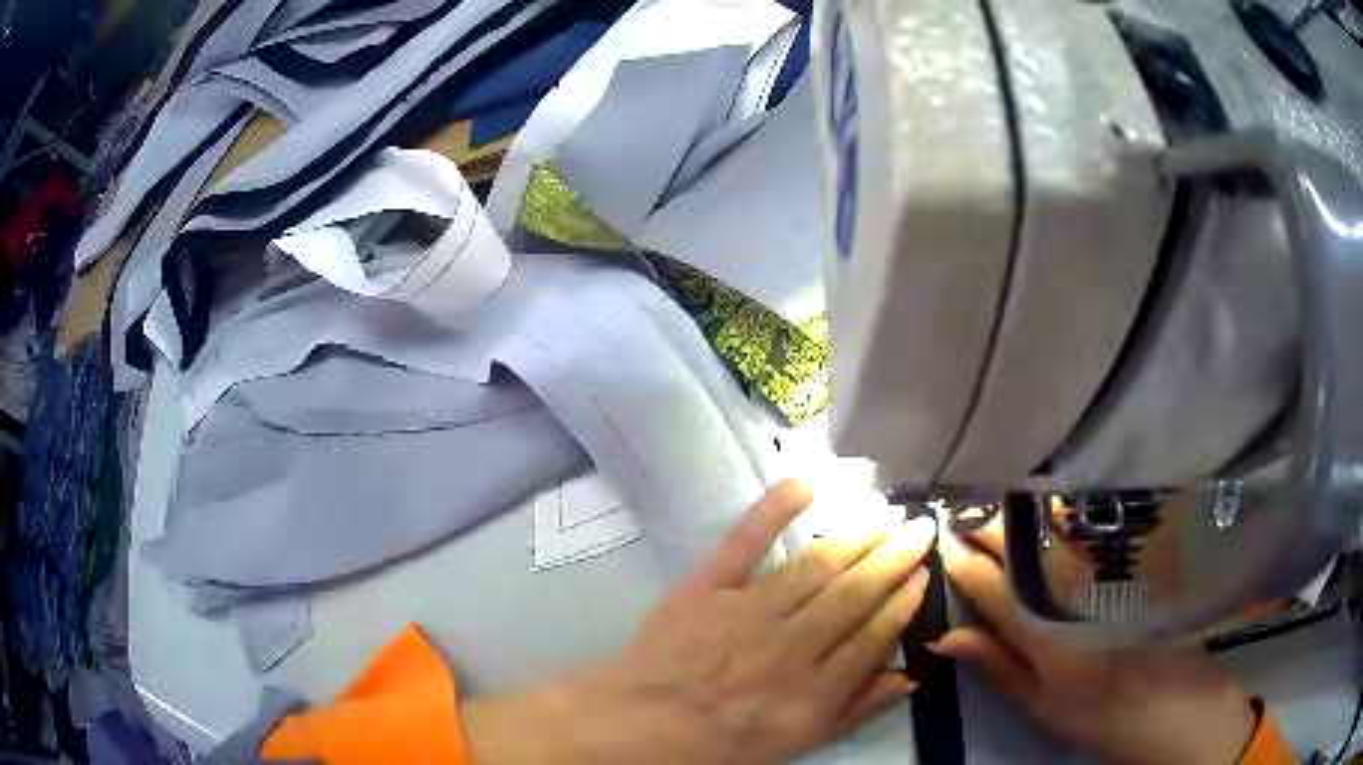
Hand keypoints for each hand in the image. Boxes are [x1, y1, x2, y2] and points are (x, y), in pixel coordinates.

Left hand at [464, 479, 936, 764]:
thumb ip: (857, 710)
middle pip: (853, 594)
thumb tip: (910, 676)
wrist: (645, 721)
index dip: (903, 602)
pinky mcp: (707, 587)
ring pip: (815, 567)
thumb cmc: (726, 739)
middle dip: (893, 558)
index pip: (872, 635)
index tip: (923, 573)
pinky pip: (743, 543)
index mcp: (812, 691)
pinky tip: (805, 485)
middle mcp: (788, 648)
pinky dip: (772, 510)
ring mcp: (746, 612)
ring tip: (887, 514)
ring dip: (856, 537)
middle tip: (921, 529)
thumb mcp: (800, 742)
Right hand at [933, 521, 1256, 764]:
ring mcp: (1102, 565)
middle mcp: (1071, 586)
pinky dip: (1060, 510)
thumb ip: (995, 663)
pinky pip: (1087, 522)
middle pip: (1019, 545)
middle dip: (985, 526)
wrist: (1164, 696)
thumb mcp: (1037, 701)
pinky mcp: (1125, 556)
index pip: (990, 584)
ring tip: (998, 502)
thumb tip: (945, 636)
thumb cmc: (1094, 709)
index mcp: (1042, 628)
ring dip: (1020, 510)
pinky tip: (1050, 505)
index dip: (961, 561)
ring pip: (1053, 522)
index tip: (941, 541)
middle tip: (961, 514)